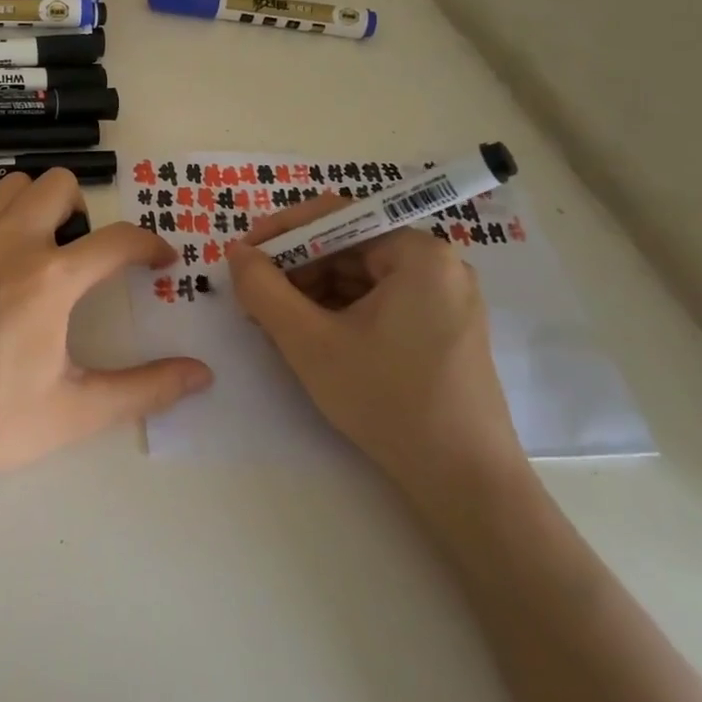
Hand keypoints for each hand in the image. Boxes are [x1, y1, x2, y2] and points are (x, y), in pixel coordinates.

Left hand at [0, 169, 212, 487]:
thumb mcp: (75, 411)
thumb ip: (145, 388)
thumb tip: (202, 375)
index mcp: (51, 278)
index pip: (119, 240)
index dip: (150, 245)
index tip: (160, 261)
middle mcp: (10, 241)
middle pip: (62, 184)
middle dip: (85, 213)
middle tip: (83, 257)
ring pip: (15, 185)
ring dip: (38, 207)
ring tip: (39, 252)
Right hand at [226, 195, 522, 509]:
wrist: (465, 484)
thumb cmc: (386, 401)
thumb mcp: (309, 342)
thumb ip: (263, 289)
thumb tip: (236, 253)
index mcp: (418, 253)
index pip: (336, 217)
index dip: (281, 232)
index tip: (242, 256)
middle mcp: (439, 264)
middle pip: (348, 247)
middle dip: (296, 270)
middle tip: (255, 300)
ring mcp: (445, 298)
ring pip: (360, 277)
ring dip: (313, 294)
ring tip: (277, 326)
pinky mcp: (443, 329)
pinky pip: (380, 302)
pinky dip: (340, 313)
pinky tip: (312, 339)